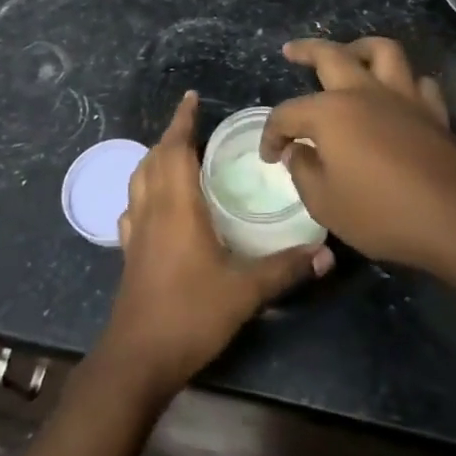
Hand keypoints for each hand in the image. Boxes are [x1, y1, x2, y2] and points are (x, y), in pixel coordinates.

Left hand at [100, 91, 333, 397]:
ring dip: (155, 159)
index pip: (175, 149)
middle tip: (194, 123)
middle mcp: (151, 210)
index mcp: (176, 206)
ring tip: (176, 153)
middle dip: (172, 135)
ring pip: (139, 179)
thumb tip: (327, 252)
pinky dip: (143, 191)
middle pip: (155, 159)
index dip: (182, 120)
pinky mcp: (128, 253)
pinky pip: (133, 207)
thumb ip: (285, 268)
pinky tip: (154, 204)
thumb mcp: (245, 291)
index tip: (191, 97)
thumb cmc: (190, 314)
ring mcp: (135, 232)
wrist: (138, 358)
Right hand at [261, 37, 455, 276]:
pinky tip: (399, 92)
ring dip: (360, 47)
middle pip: (330, 55)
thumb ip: (304, 172)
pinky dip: (405, 81)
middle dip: (306, 50)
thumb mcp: (325, 203)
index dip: (272, 133)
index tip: (270, 156)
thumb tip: (298, 151)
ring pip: (382, 51)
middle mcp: (365, 93)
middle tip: (291, 50)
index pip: (288, 113)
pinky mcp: (434, 112)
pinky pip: (418, 82)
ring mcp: (404, 97)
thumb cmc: (382, 213)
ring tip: (350, 53)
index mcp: (331, 112)